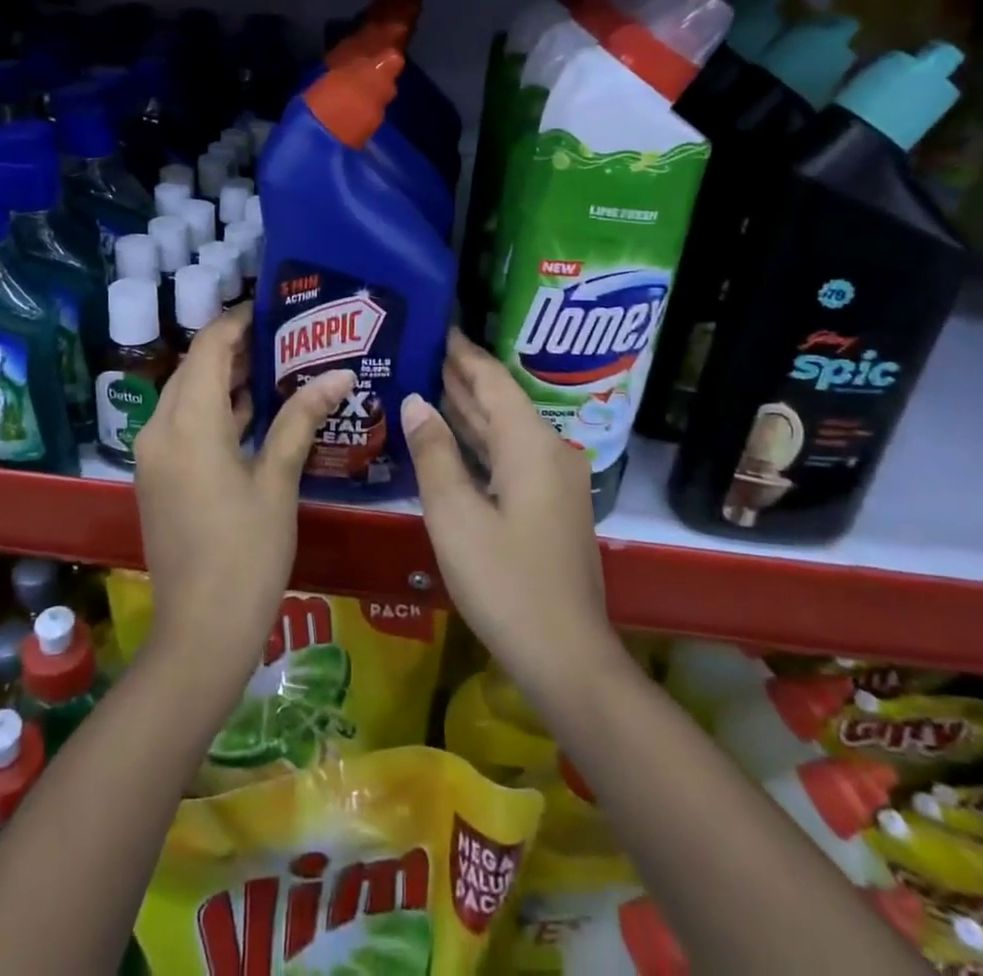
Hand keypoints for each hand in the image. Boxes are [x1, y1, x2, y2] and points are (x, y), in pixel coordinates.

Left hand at [133, 303, 354, 674]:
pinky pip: (184, 424)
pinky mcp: (159, 478)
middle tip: (286, 337)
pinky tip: (253, 412)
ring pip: (186, 396)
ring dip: (224, 379)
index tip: (275, 309)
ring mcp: (154, 456)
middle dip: (235, 348)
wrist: (201, 632)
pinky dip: (214, 410)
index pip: (208, 347)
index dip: (238, 321)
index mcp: (187, 423)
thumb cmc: (246, 553)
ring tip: (277, 366)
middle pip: (193, 367)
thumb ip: (301, 419)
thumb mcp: (278, 481)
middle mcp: (159, 429)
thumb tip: (338, 375)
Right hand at [402, 330, 620, 704]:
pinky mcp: (550, 507)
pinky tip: (453, 440)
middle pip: (501, 402)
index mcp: (530, 444)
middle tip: (423, 351)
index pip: (493, 381)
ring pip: (506, 431)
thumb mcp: (455, 515)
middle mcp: (548, 452)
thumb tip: (416, 401)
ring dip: (470, 410)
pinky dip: (480, 443)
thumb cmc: (504, 581)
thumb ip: (434, 453)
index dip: (463, 354)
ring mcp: (554, 482)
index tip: (438, 327)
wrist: (566, 656)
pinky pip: (510, 457)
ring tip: (429, 384)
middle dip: (463, 377)